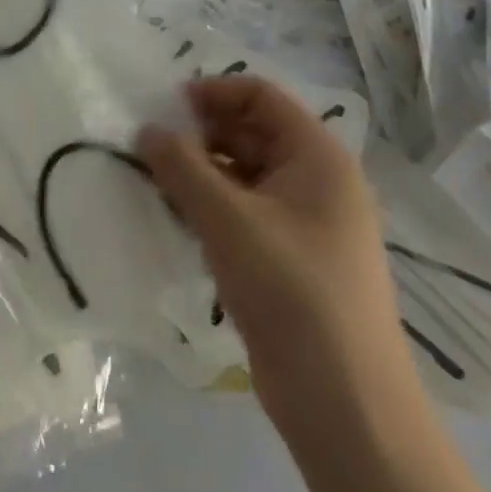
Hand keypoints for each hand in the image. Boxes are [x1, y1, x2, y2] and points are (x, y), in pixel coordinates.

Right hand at [138, 77, 414, 437]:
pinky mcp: (288, 258)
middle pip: (251, 133)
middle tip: (148, 147)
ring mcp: (305, 222)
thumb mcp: (228, 220)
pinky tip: (176, 219)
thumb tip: (147, 131)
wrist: (343, 398)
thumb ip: (181, 167)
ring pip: (244, 175)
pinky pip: (244, 213)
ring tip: (153, 182)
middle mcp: (316, 181)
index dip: (213, 93)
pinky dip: (210, 207)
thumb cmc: (291, 290)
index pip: (261, 96)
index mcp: (318, 157)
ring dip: (200, 173)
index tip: (164, 107)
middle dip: (199, 134)